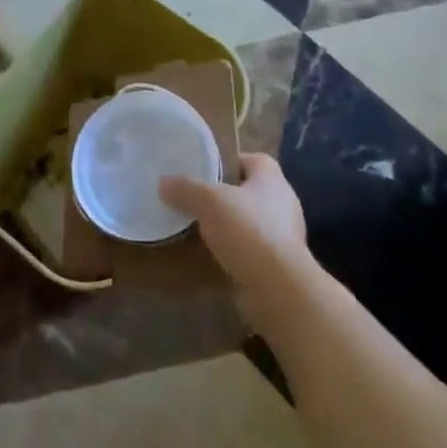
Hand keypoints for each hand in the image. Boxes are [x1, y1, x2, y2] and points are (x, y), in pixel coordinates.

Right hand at [160, 154, 308, 316]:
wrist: (277, 288)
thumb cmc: (248, 230)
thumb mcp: (208, 200)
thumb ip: (186, 188)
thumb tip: (164, 183)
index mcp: (272, 179)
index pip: (252, 159)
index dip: (228, 160)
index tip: (203, 168)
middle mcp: (282, 204)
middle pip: (248, 190)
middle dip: (222, 194)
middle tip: (193, 197)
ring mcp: (282, 236)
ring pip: (247, 221)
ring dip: (226, 224)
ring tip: (195, 226)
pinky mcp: (277, 264)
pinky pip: (248, 249)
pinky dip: (231, 250)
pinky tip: (208, 254)